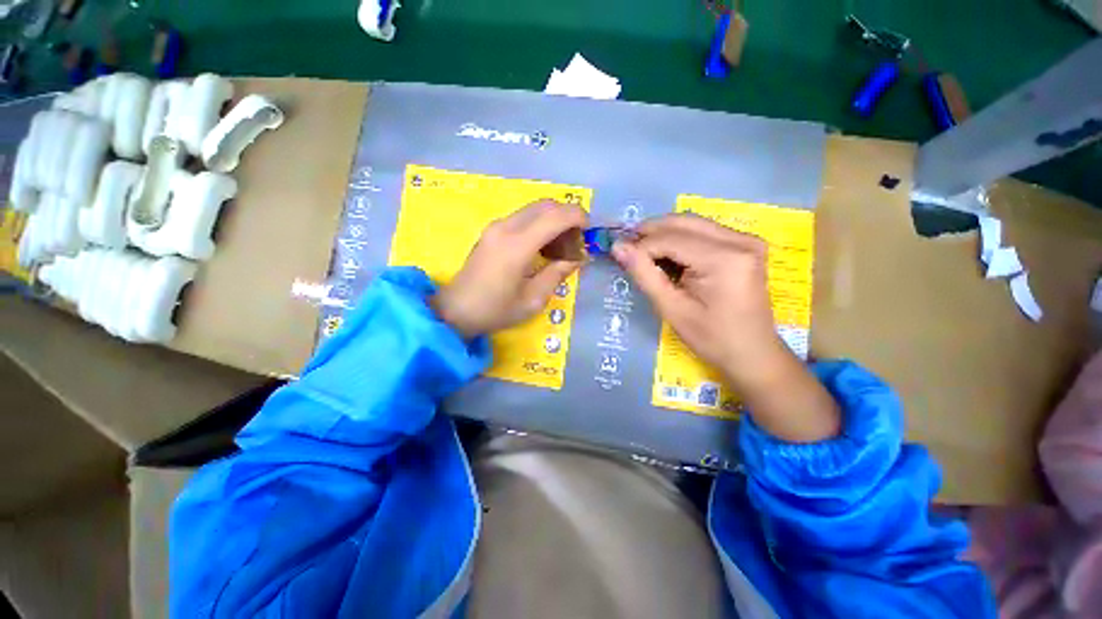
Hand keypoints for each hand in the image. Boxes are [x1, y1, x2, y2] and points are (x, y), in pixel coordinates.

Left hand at [432, 200, 586, 338]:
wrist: (456, 310)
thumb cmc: (496, 310)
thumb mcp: (533, 299)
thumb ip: (558, 273)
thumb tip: (577, 258)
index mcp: (517, 245)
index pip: (555, 216)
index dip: (578, 217)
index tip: (589, 230)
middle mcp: (506, 227)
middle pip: (546, 205)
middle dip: (568, 216)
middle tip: (577, 240)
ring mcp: (496, 226)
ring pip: (534, 209)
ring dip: (553, 219)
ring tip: (562, 246)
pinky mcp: (492, 230)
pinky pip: (523, 217)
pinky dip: (540, 224)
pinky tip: (543, 246)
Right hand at [612, 214, 839, 442]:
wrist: (752, 352)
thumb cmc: (711, 338)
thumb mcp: (672, 309)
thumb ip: (644, 274)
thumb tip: (618, 247)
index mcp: (725, 259)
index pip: (670, 239)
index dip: (640, 246)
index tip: (619, 256)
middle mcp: (739, 240)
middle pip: (683, 222)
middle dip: (650, 233)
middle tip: (627, 248)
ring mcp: (746, 239)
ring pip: (692, 223)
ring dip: (663, 234)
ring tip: (643, 252)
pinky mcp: (745, 245)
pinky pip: (704, 232)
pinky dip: (680, 239)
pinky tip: (667, 255)